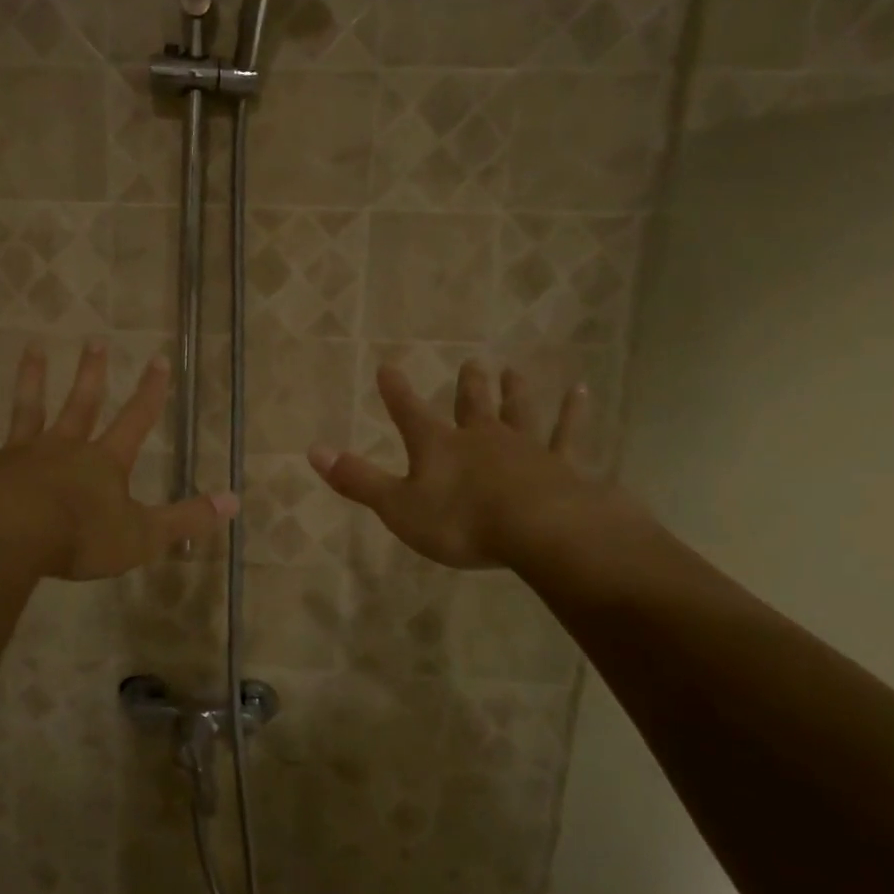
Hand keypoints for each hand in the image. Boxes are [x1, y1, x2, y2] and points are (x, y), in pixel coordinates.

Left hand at [0, 341, 237, 580]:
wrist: (9, 538)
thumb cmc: (79, 538)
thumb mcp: (143, 535)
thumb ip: (187, 518)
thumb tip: (236, 500)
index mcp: (103, 463)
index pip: (135, 420)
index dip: (149, 392)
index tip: (158, 359)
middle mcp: (63, 448)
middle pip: (80, 404)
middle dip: (91, 374)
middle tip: (95, 341)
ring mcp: (19, 453)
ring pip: (28, 408)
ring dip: (32, 378)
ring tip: (33, 348)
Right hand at [308, 361, 611, 573]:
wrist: (538, 531)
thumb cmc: (461, 521)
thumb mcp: (398, 506)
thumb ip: (358, 480)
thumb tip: (313, 450)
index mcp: (439, 447)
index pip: (409, 412)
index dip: (396, 391)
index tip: (387, 366)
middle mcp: (480, 438)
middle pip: (471, 405)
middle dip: (468, 385)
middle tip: (472, 362)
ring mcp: (524, 448)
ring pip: (517, 412)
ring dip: (514, 392)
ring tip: (513, 371)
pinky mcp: (561, 465)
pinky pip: (567, 434)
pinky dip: (572, 413)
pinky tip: (580, 391)